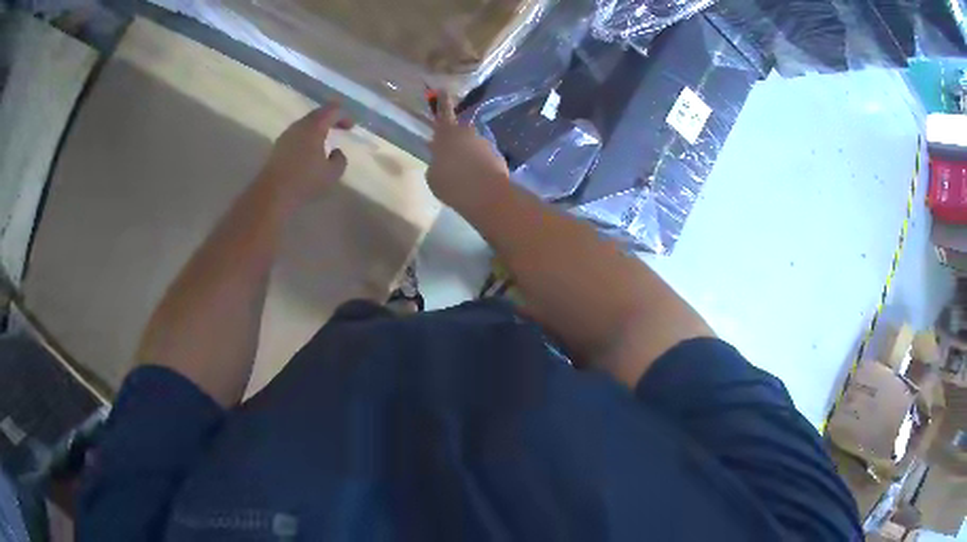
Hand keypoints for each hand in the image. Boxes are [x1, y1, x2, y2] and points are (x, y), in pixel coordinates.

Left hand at [258, 103, 353, 210]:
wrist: (272, 194)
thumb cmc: (305, 181)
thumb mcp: (332, 173)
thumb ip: (340, 160)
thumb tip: (336, 152)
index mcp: (314, 127)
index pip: (332, 111)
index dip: (344, 115)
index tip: (351, 126)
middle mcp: (299, 126)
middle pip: (317, 114)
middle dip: (330, 119)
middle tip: (340, 127)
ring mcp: (286, 135)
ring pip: (305, 124)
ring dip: (317, 128)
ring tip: (325, 139)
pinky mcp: (278, 147)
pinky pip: (297, 135)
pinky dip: (307, 137)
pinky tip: (309, 151)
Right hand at [427, 93, 510, 215]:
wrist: (486, 194)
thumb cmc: (452, 183)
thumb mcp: (433, 176)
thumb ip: (436, 163)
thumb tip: (442, 160)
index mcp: (447, 134)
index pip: (444, 112)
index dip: (442, 101)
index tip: (443, 89)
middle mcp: (467, 133)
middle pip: (460, 131)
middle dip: (455, 139)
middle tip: (449, 154)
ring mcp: (485, 144)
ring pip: (473, 145)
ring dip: (468, 155)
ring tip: (463, 174)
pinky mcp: (498, 156)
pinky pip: (484, 158)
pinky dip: (479, 165)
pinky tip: (476, 180)